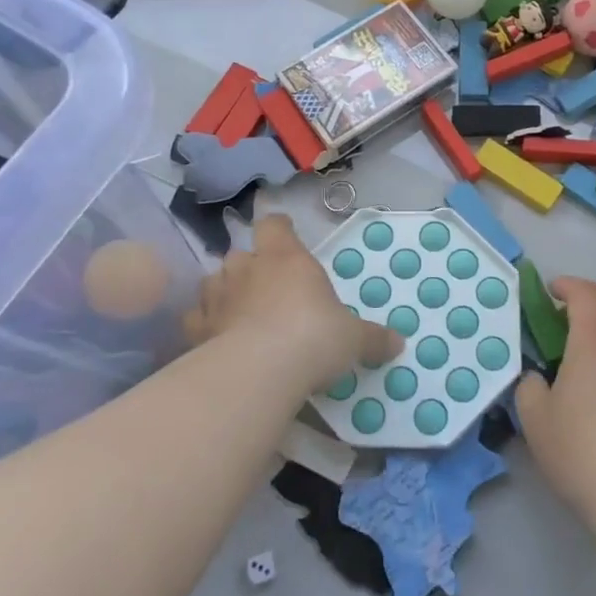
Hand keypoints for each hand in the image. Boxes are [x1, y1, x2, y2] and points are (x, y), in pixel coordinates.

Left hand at [183, 213, 399, 389]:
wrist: (260, 371)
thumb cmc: (314, 337)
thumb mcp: (353, 339)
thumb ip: (373, 338)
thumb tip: (399, 343)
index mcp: (285, 257)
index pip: (274, 224)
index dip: (279, 228)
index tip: (285, 234)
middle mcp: (247, 268)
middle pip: (241, 254)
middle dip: (251, 267)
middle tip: (268, 288)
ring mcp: (217, 296)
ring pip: (214, 281)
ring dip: (225, 292)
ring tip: (239, 312)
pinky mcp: (197, 329)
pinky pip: (197, 319)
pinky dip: (205, 325)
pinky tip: (215, 338)